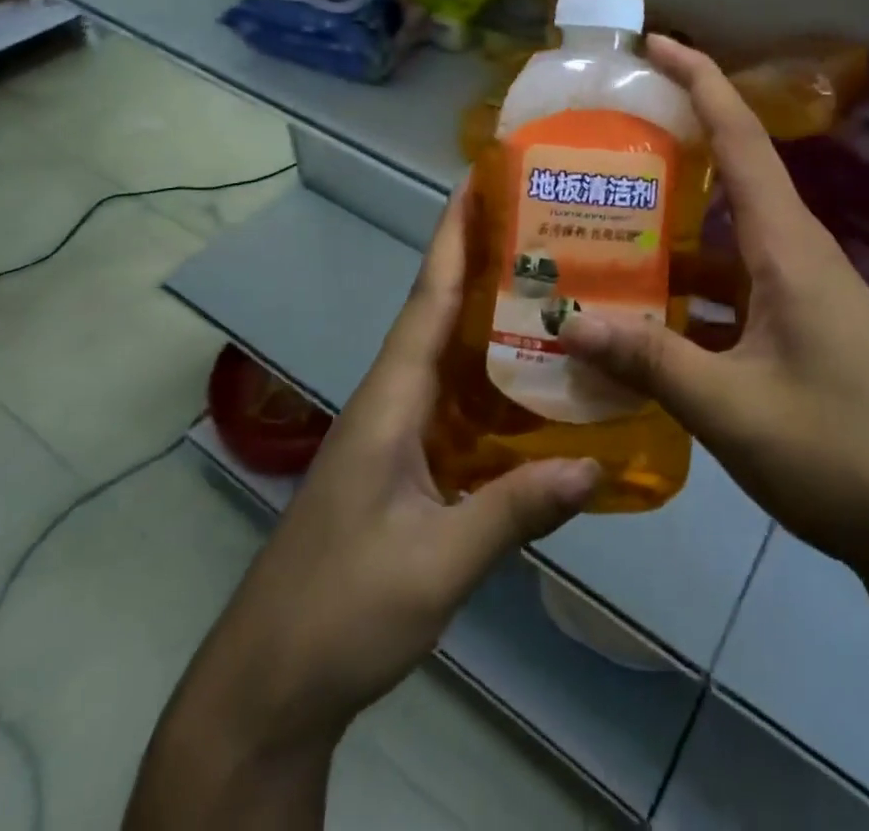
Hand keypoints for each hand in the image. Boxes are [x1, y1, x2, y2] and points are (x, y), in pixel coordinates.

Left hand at [191, 188, 601, 751]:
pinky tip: (532, 387)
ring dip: (491, 320)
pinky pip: (452, 403)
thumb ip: (515, 511)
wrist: (271, 684)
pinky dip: (489, 380)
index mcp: (390, 400)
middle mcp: (390, 401)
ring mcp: (393, 434)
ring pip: (448, 358)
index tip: (479, 184)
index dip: (453, 239)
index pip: (428, 299)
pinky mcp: (400, 465)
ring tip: (554, 293)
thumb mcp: (436, 564)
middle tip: (547, 231)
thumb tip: (598, 465)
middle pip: (441, 315)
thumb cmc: (342, 610)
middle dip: (484, 265)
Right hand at [560, 37, 868, 580]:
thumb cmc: (844, 455)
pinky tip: (646, 325)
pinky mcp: (804, 334)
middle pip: (727, 182)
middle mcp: (797, 255)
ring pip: (723, 246)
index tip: (652, 44)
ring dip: (669, 242)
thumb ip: (649, 361)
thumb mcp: (732, 409)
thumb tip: (567, 322)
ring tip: (599, 242)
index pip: (739, 137)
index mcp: (787, 247)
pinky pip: (735, 293)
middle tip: (598, 151)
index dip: (698, 79)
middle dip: (667, 156)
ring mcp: (803, 296)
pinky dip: (689, 297)